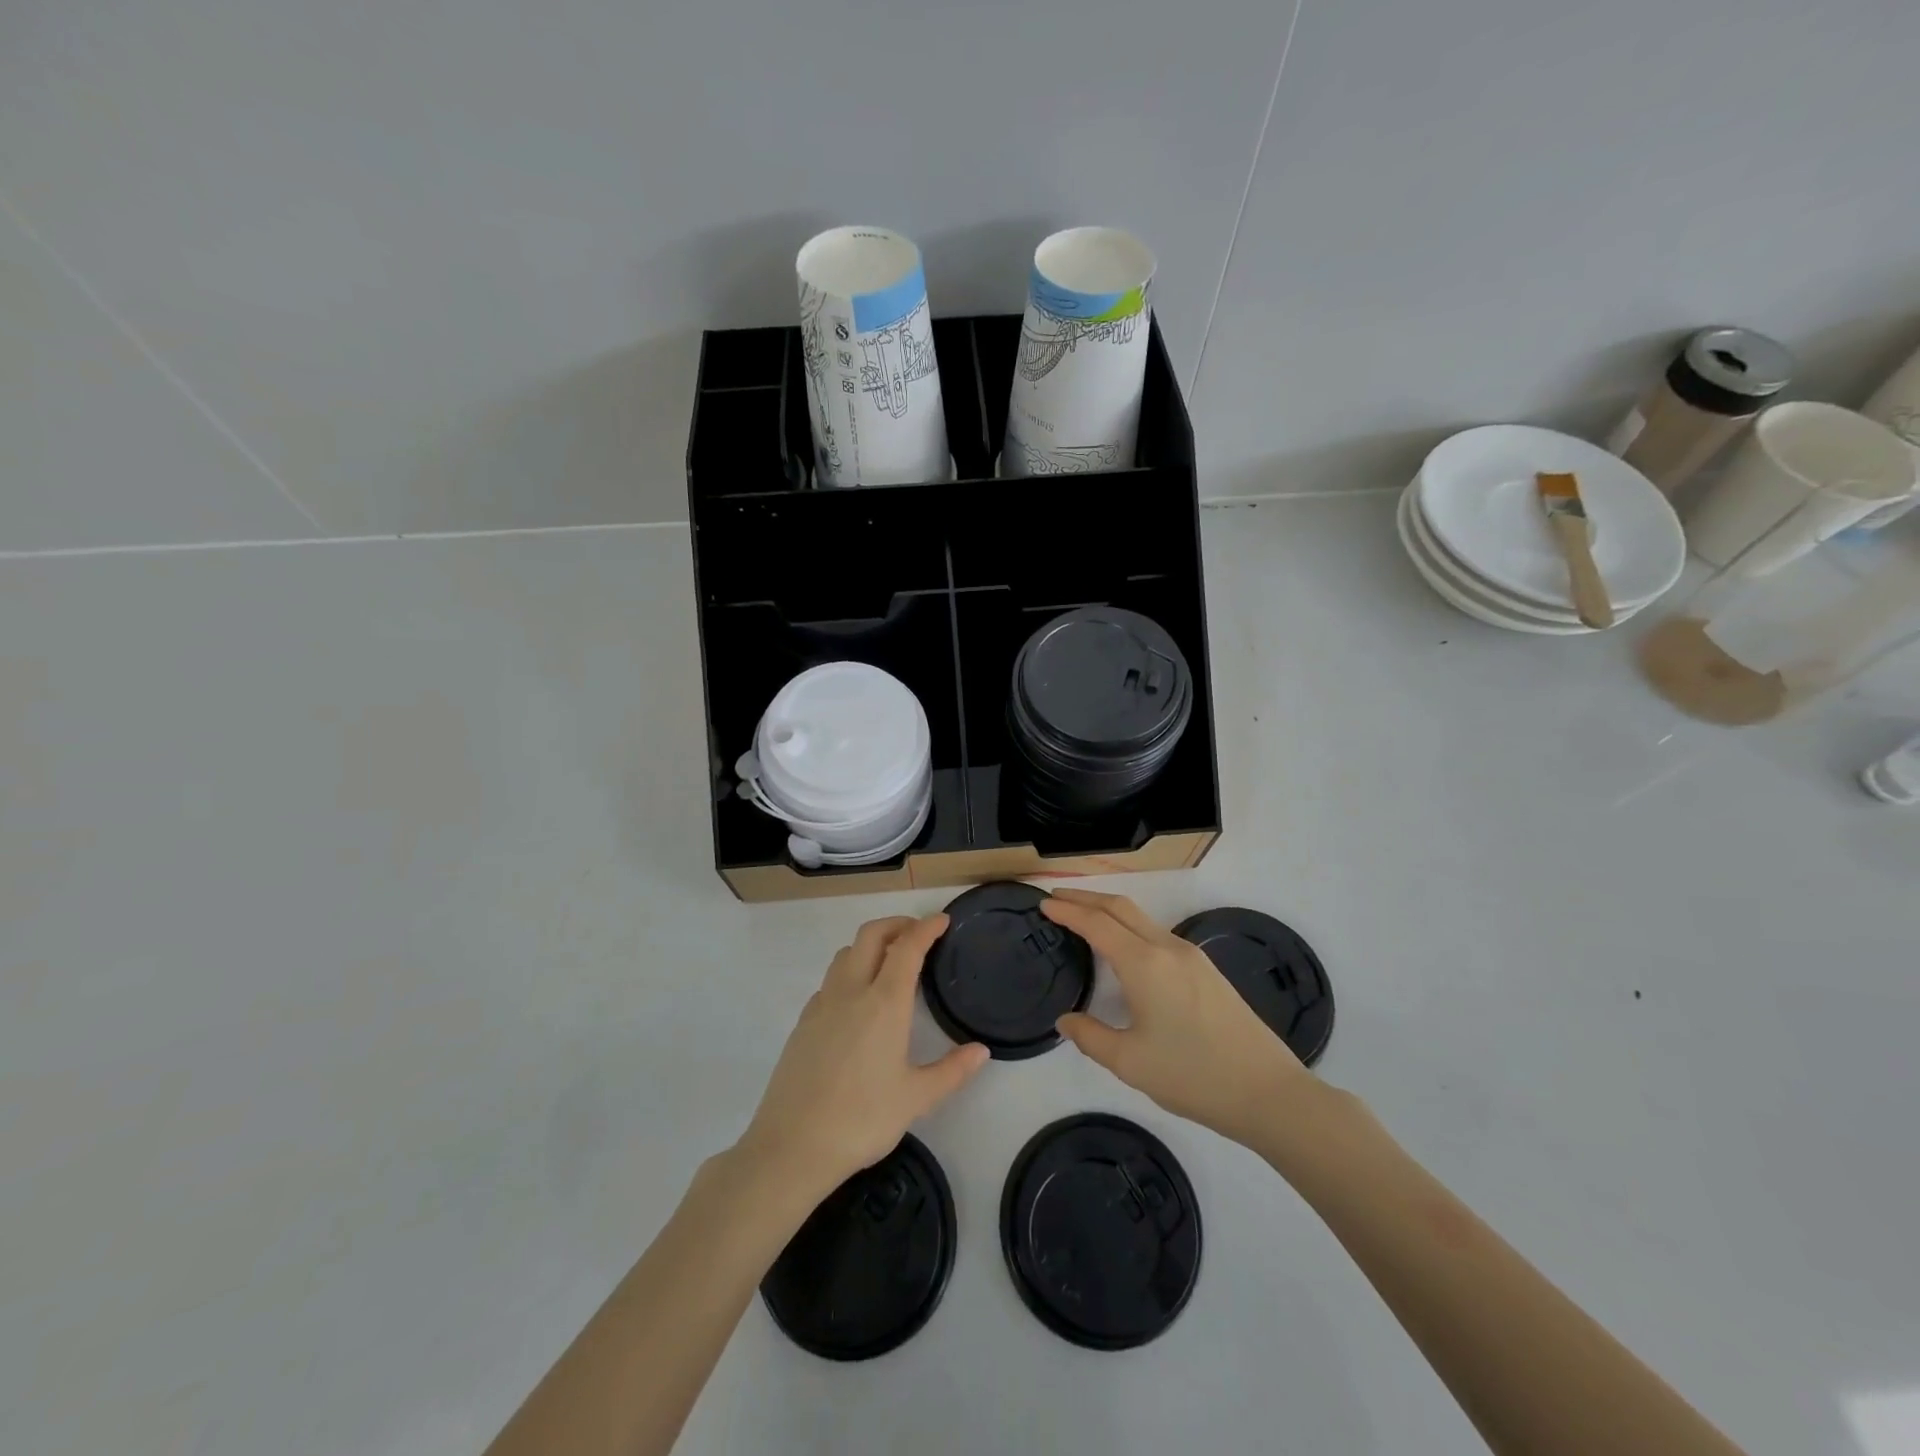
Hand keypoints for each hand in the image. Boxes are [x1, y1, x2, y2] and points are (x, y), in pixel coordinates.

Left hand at [735, 914, 988, 1205]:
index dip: (926, 928)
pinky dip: (850, 972)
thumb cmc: (862, 1119)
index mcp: (884, 1003)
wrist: (791, 1146)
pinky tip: (858, 1001)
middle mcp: (851, 991)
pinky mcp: (803, 1022)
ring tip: (890, 962)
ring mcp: (822, 1004)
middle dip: (897, 925)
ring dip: (870, 945)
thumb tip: (982, 1051)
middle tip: (918, 934)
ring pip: (846, 954)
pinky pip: (830, 980)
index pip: (907, 948)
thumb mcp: (916, 1099)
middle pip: (871, 935)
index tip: (942, 921)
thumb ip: (952, 1071)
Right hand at [1042, 888, 1314, 1149]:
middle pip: (1120, 907)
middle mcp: (1167, 948)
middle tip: (1056, 897)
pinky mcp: (1207, 970)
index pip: (1096, 923)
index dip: (1067, 910)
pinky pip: (1158, 934)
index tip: (1043, 903)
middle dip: (1086, 898)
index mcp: (1144, 964)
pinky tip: (1124, 949)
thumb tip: (1066, 1020)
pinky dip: (1130, 928)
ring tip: (1084, 918)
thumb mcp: (1130, 1063)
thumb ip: (1090, 1037)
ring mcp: (1192, 956)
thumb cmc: (1193, 1075)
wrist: (1268, 1091)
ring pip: (1141, 919)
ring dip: (1109, 911)